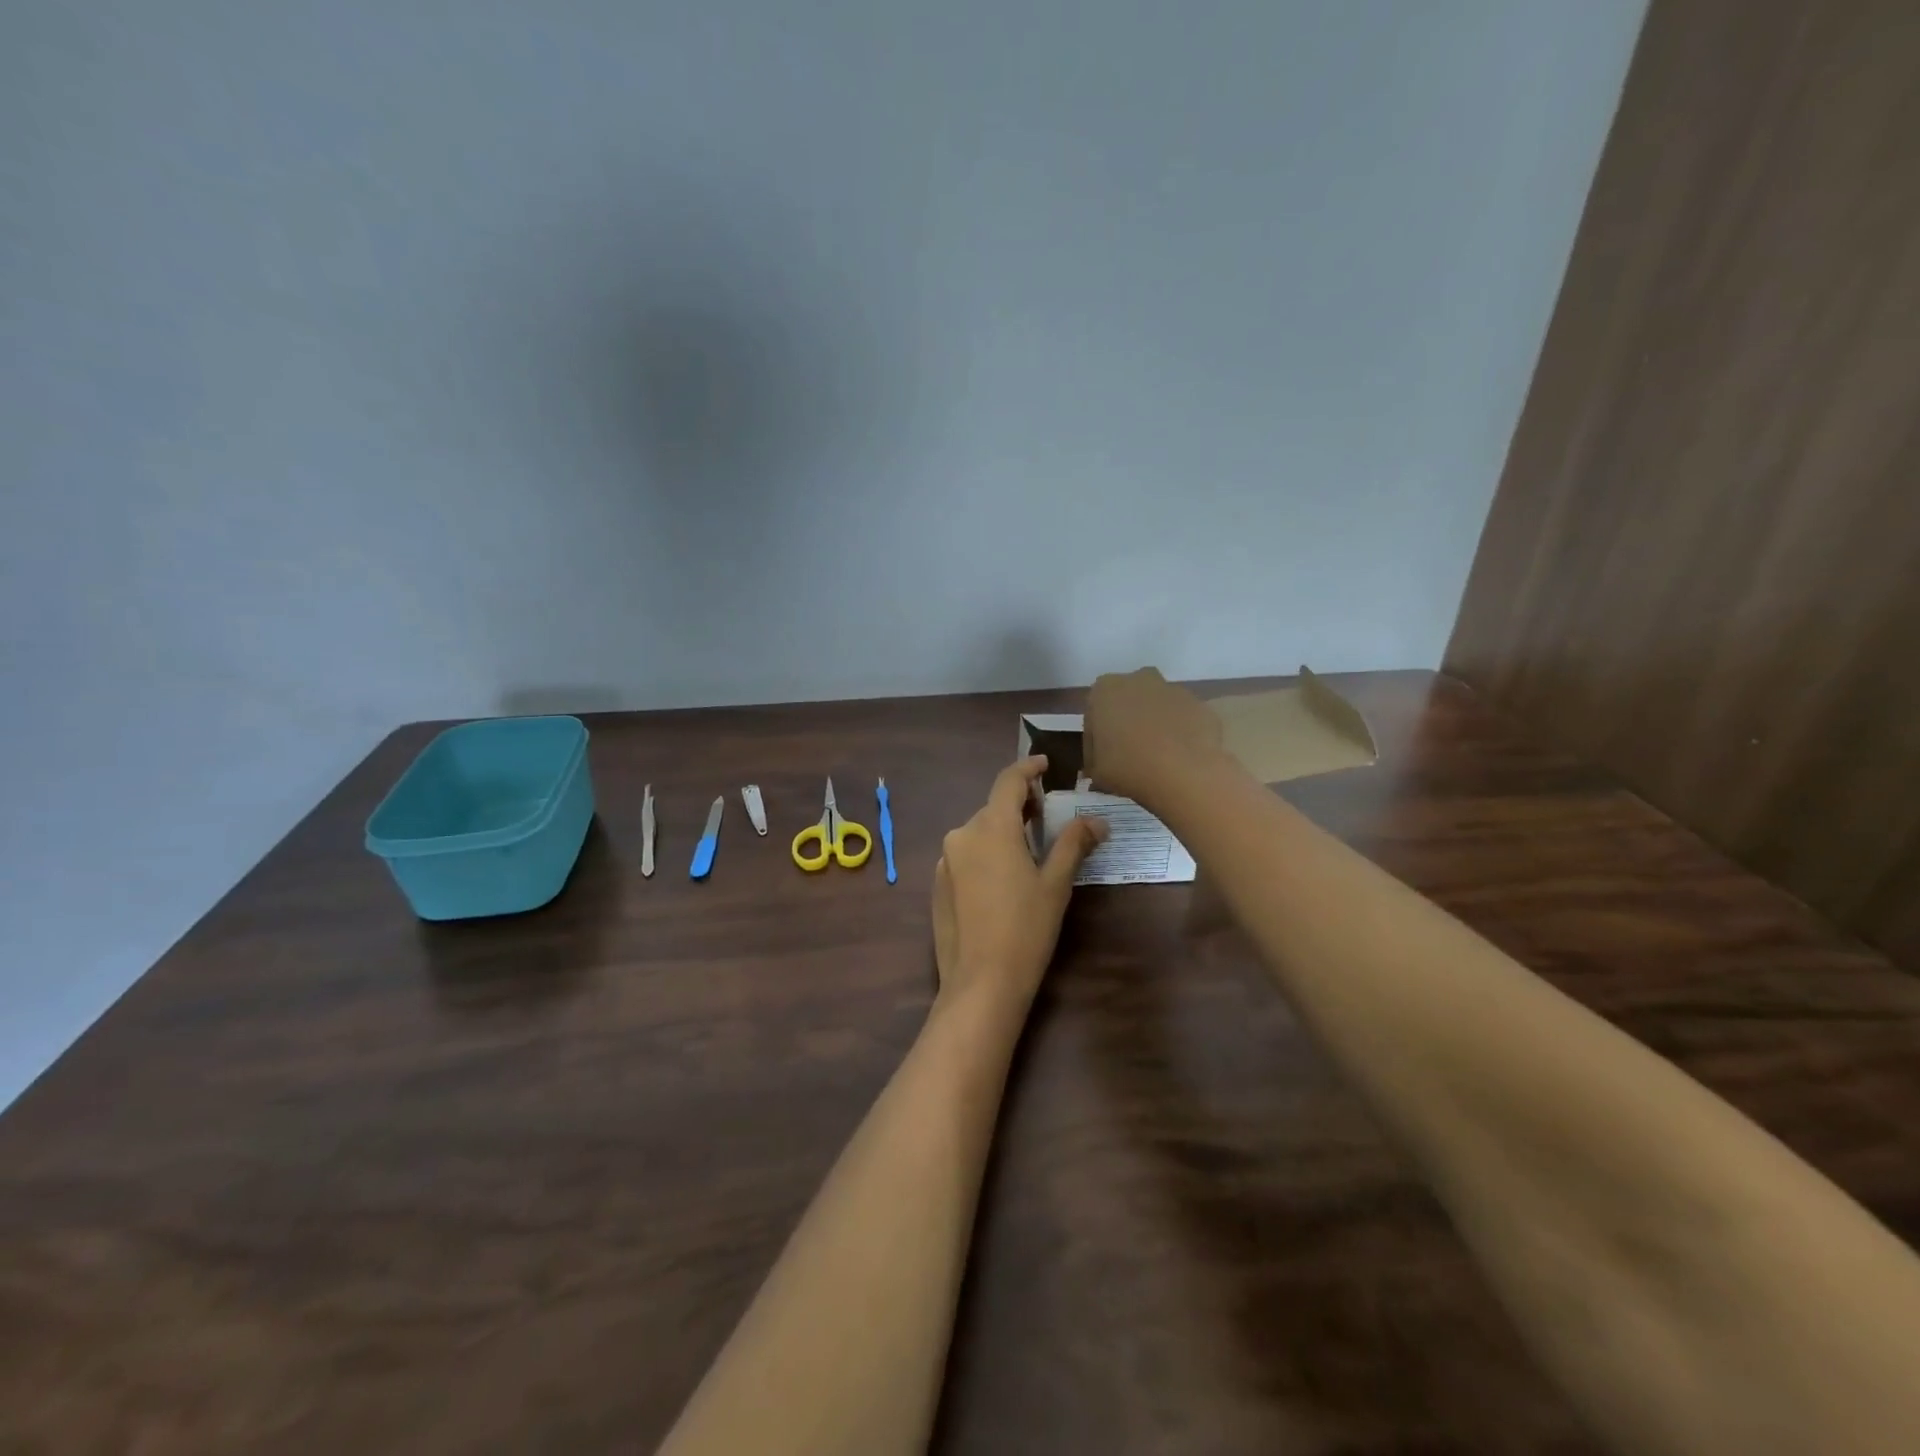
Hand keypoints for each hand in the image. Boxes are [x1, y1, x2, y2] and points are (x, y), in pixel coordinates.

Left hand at [931, 756, 1107, 1016]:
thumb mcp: (1055, 883)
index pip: (1009, 781)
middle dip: (1020, 806)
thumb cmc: (1026, 929)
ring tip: (1028, 851)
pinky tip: (1002, 881)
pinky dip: (985, 854)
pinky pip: (966, 856)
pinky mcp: (938, 884)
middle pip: (993, 808)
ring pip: (978, 833)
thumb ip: (1073, 843)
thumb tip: (1097, 820)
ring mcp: (945, 860)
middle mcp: (962, 834)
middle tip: (1047, 816)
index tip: (1045, 763)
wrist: (981, 983)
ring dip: (1002, 832)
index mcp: (991, 827)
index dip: (1028, 768)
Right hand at [1084, 667, 1224, 811]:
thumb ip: (1095, 762)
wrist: (1185, 774)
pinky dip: (1179, 734)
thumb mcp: (1097, 772)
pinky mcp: (1200, 705)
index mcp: (1105, 690)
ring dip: (1154, 726)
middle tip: (1126, 754)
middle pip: (1128, 702)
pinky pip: (1182, 719)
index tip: (1100, 761)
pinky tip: (1178, 759)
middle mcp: (1139, 680)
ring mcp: (1173, 690)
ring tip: (1155, 759)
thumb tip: (1099, 767)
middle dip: (1126, 723)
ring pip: (1157, 707)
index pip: (1094, 715)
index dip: (1095, 740)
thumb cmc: (1129, 767)